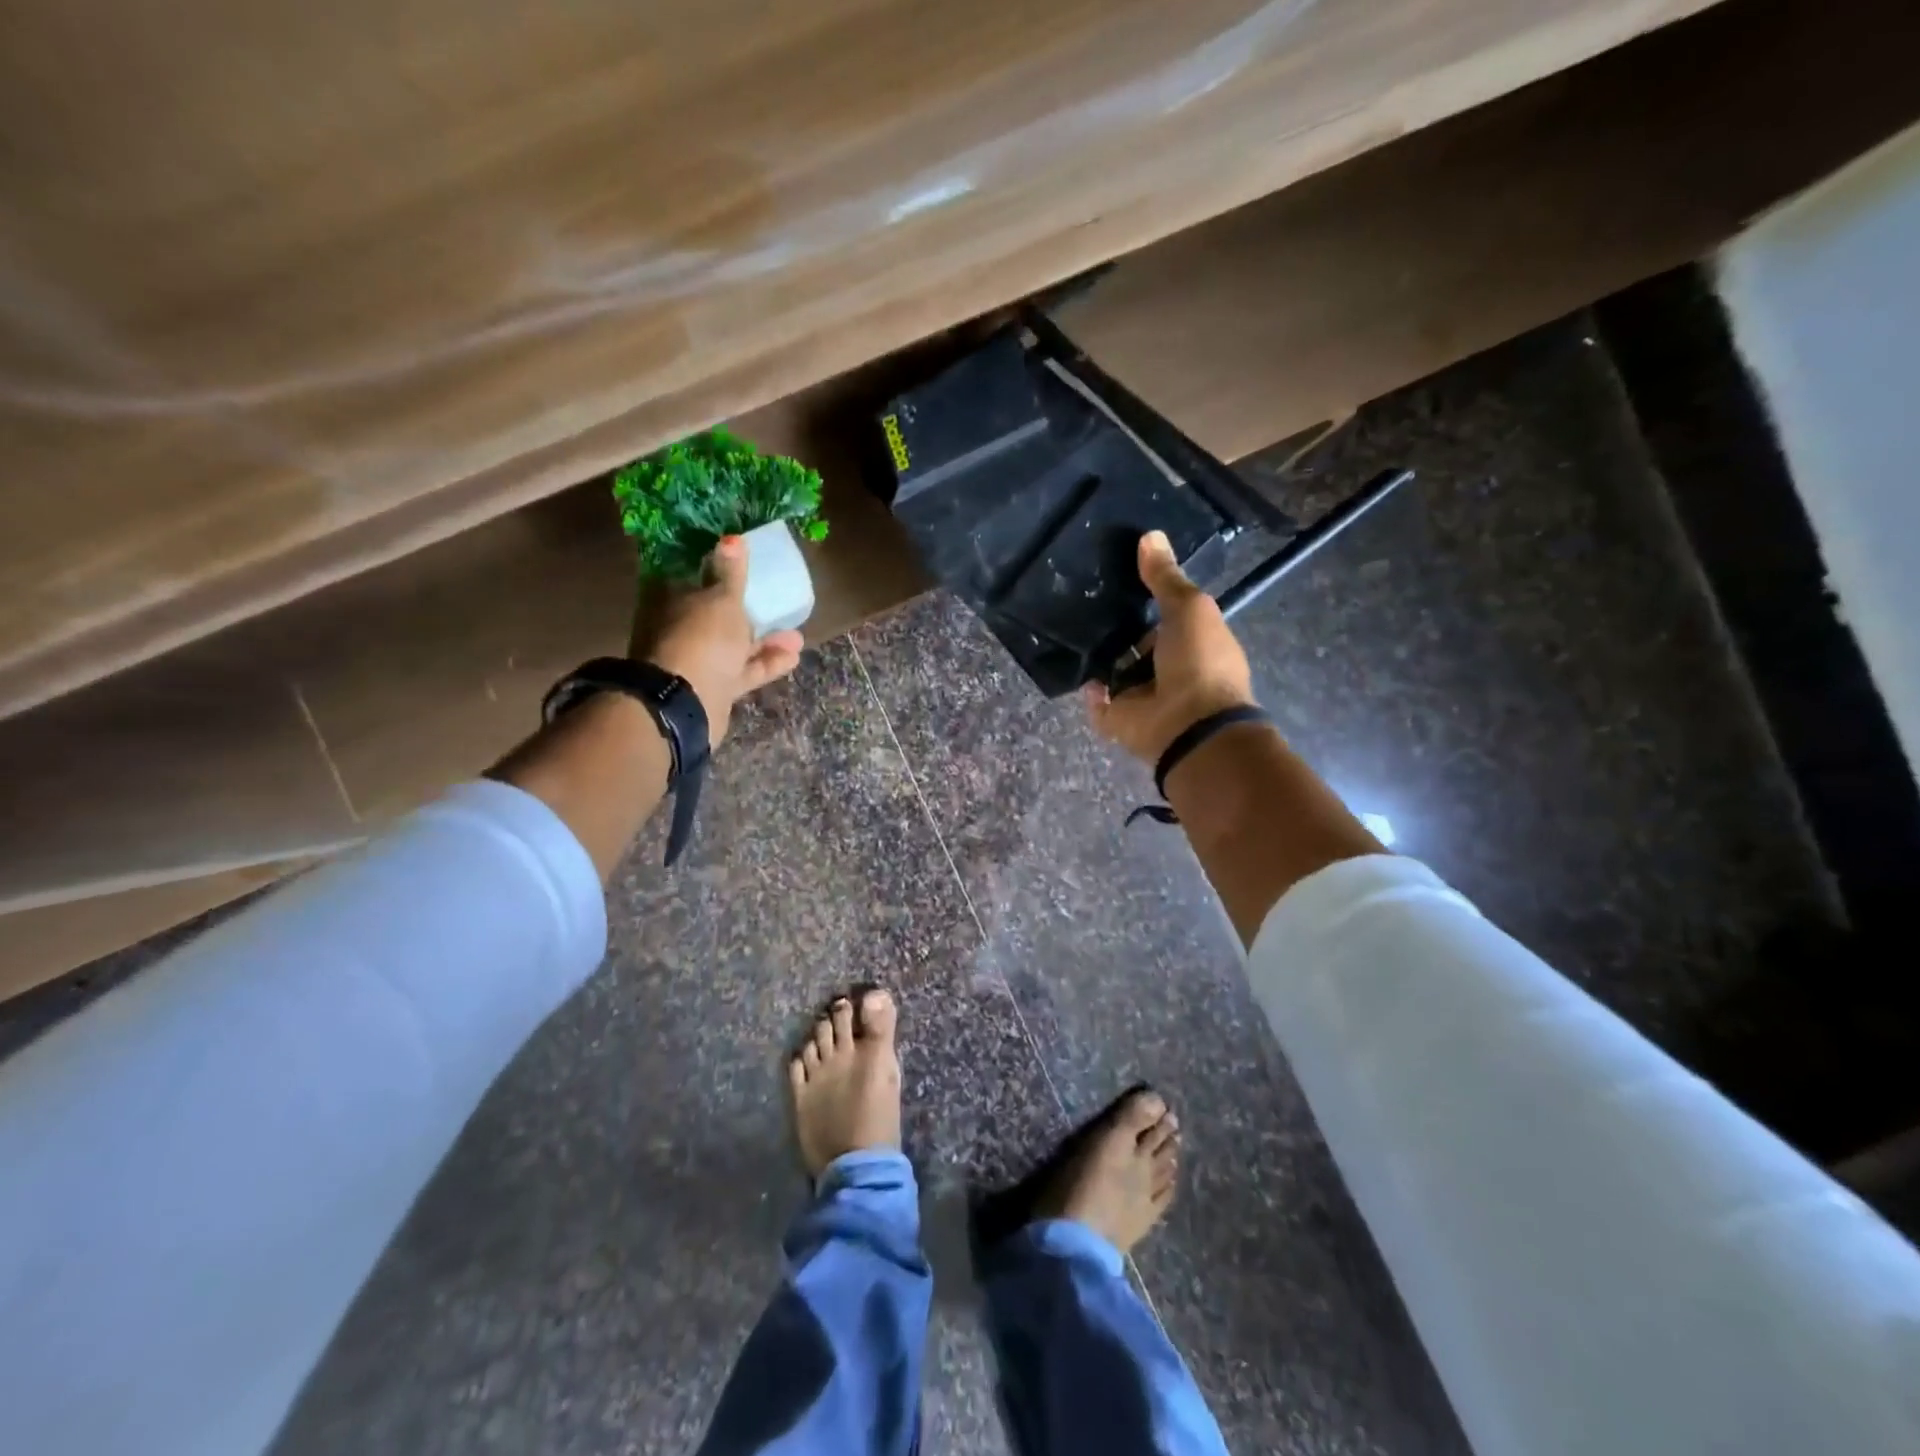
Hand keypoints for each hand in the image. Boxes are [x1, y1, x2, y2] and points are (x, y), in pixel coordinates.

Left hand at [631, 535, 803, 745]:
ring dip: (765, 640)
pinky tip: (793, 657)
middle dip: (749, 610)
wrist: (686, 703)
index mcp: (672, 599)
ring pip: (734, 645)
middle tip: (778, 604)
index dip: (720, 572)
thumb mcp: (722, 600)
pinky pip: (743, 670)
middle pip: (716, 615)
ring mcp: (696, 660)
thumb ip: (732, 573)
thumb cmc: (702, 638)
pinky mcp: (713, 686)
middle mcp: (680, 628)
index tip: (747, 570)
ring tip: (797, 636)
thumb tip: (733, 539)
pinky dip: (765, 663)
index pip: (695, 577)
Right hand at [1084, 530, 1255, 763]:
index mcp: (1192, 643)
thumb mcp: (1189, 608)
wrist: (1189, 725)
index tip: (1119, 575)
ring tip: (1069, 625)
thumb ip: (1165, 577)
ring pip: (1114, 670)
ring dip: (1099, 656)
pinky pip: (1097, 700)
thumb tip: (1149, 536)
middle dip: (1116, 627)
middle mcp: (1166, 669)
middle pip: (1135, 643)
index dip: (1146, 598)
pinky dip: (1089, 689)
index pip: (1165, 616)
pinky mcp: (1118, 718)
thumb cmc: (1199, 661)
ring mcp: (1141, 696)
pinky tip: (1076, 664)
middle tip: (1083, 599)